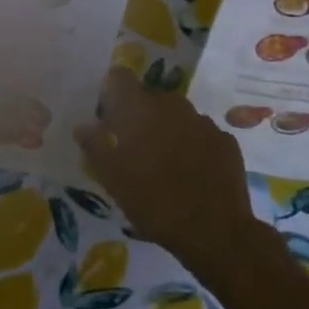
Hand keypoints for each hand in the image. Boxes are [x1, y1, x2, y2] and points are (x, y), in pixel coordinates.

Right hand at [74, 69, 263, 281]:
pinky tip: (192, 175)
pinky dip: (194, 147)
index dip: (112, 93)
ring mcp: (203, 121)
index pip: (119, 77)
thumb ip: (94, 145)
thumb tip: (83, 126)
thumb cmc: (152, 200)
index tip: (108, 118)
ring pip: (177, 117)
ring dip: (168, 131)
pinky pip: (201, 135)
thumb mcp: (111, 177)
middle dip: (140, 116)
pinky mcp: (226, 141)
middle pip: (149, 98)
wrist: (214, 231)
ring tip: (165, 165)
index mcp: (139, 106)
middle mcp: (172, 104)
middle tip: (134, 149)